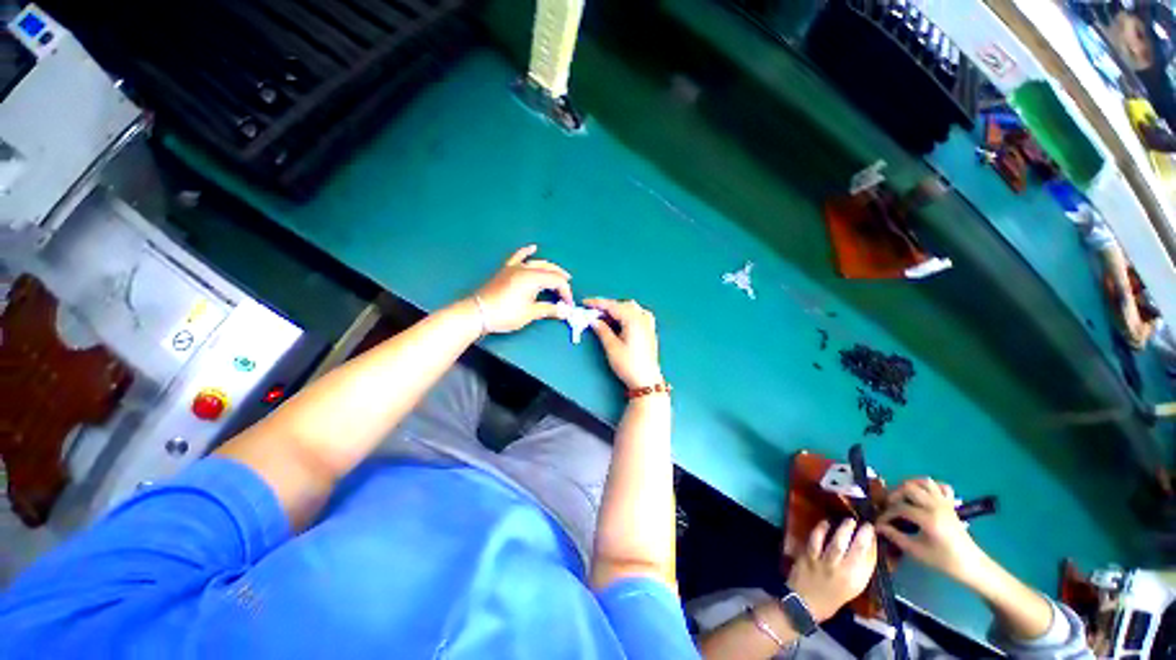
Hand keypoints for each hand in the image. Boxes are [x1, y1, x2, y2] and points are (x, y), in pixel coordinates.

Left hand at [472, 245, 572, 333]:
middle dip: (561, 280)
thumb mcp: (530, 313)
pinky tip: (532, 248)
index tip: (568, 305)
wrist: (478, 313)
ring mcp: (514, 267)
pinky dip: (526, 252)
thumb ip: (550, 309)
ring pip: (538, 263)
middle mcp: (525, 268)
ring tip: (560, 275)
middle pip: (550, 270)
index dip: (566, 292)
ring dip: (551, 268)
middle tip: (567, 293)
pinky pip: (518, 256)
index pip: (557, 281)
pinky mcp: (506, 270)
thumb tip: (565, 311)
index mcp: (533, 278)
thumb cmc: (505, 314)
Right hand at [583, 298, 663, 389]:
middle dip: (607, 307)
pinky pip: (637, 314)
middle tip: (592, 313)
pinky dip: (626, 314)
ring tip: (603, 318)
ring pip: (630, 308)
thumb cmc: (629, 364)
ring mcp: (648, 323)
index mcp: (633, 319)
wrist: (646, 380)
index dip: (597, 303)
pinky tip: (620, 321)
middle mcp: (642, 318)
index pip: (613, 306)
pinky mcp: (649, 330)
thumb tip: (593, 320)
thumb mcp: (612, 347)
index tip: (585, 303)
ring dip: (616, 310)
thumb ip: (602, 330)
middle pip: (622, 305)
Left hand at [786, 519, 876, 621]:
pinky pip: (815, 539)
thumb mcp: (852, 588)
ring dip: (843, 529)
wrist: (804, 604)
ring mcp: (823, 563)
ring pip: (836, 542)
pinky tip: (825, 522)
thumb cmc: (831, 598)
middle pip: (854, 549)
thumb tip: (868, 548)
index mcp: (855, 582)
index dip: (871, 542)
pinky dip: (821, 529)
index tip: (872, 530)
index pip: (868, 559)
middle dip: (860, 533)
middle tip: (863, 523)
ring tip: (849, 520)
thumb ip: (859, 569)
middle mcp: (841, 572)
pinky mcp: (808, 557)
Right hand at [877, 478, 984, 584]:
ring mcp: (945, 503)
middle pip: (909, 487)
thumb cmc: (944, 561)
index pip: (899, 508)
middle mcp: (936, 506)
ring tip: (902, 497)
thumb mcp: (916, 551)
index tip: (879, 522)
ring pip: (924, 482)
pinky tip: (923, 495)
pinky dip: (929, 487)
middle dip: (894, 494)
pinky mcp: (950, 504)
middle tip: (889, 506)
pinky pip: (940, 486)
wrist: (972, 565)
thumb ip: (895, 536)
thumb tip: (878, 526)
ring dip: (910, 486)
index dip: (886, 514)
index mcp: (928, 519)